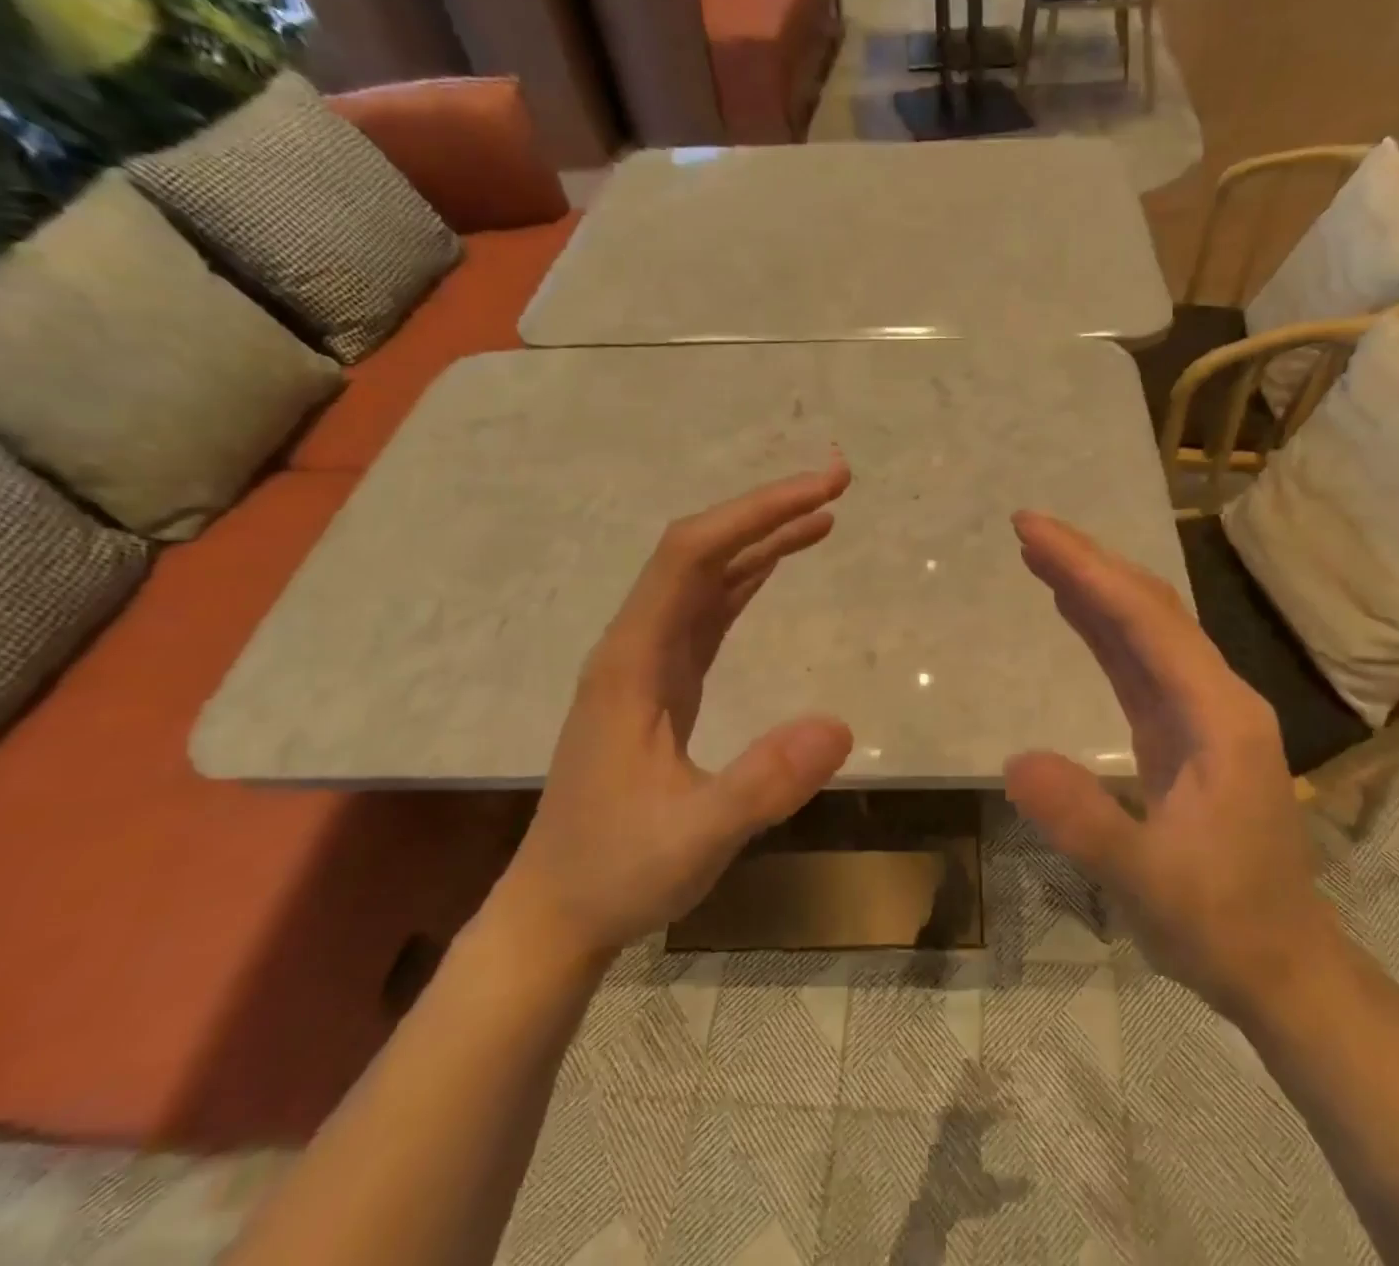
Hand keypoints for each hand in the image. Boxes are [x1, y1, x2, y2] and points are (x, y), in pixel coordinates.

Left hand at [491, 460, 855, 966]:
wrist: (557, 914)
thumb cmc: (617, 872)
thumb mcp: (695, 838)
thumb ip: (762, 784)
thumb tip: (840, 726)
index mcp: (632, 661)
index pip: (691, 556)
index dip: (756, 514)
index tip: (822, 492)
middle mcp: (636, 646)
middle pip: (699, 551)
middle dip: (766, 511)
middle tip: (837, 485)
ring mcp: (648, 663)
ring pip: (706, 577)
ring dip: (761, 539)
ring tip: (822, 515)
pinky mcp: (664, 685)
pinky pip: (708, 612)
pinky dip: (748, 579)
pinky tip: (775, 567)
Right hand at [1005, 512, 1338, 1018]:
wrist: (1280, 967)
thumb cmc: (1222, 925)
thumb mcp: (1147, 882)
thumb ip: (1084, 821)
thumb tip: (1015, 761)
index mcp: (1218, 716)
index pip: (1146, 622)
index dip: (1088, 570)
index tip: (1034, 531)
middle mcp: (1215, 697)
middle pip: (1149, 609)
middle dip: (1089, 563)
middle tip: (1028, 528)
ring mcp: (1201, 712)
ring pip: (1144, 629)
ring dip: (1093, 588)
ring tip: (1040, 554)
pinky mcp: (1182, 731)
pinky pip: (1137, 663)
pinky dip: (1101, 628)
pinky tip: (1072, 609)